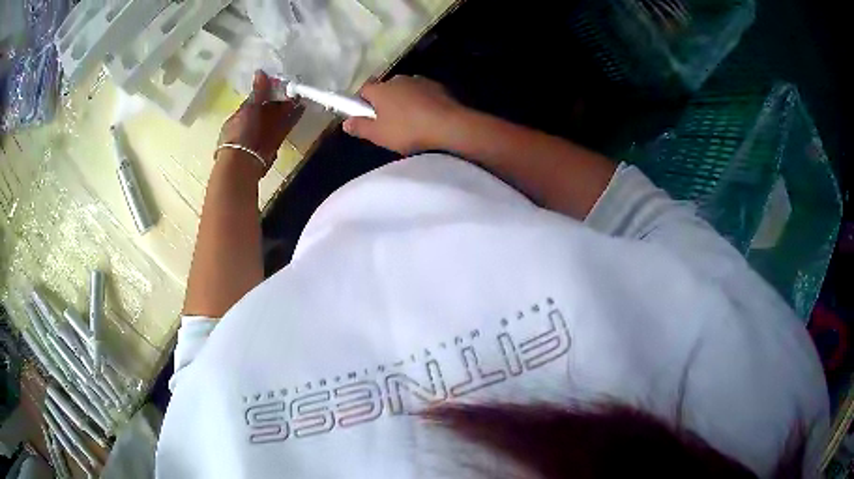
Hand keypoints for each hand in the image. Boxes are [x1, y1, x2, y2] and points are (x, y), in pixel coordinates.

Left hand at [216, 71, 303, 179]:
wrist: (243, 162)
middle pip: (267, 108)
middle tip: (292, 86)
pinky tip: (302, 108)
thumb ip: (257, 92)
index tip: (277, 81)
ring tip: (300, 94)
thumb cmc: (240, 133)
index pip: (254, 100)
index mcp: (240, 116)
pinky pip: (285, 126)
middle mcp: (252, 124)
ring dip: (288, 107)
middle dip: (279, 98)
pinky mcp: (274, 141)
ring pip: (277, 117)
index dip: (265, 90)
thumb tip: (260, 71)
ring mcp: (263, 133)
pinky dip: (293, 118)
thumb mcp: (248, 109)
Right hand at [343, 75, 464, 154]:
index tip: (366, 116)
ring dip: (405, 102)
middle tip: (388, 123)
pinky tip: (427, 118)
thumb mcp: (378, 135)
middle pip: (385, 89)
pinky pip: (423, 94)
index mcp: (380, 89)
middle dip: (385, 102)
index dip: (362, 103)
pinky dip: (422, 103)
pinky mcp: (438, 87)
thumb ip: (360, 127)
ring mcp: (420, 81)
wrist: (450, 125)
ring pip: (405, 90)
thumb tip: (345, 123)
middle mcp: (398, 79)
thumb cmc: (408, 130)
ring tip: (411, 122)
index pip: (364, 90)